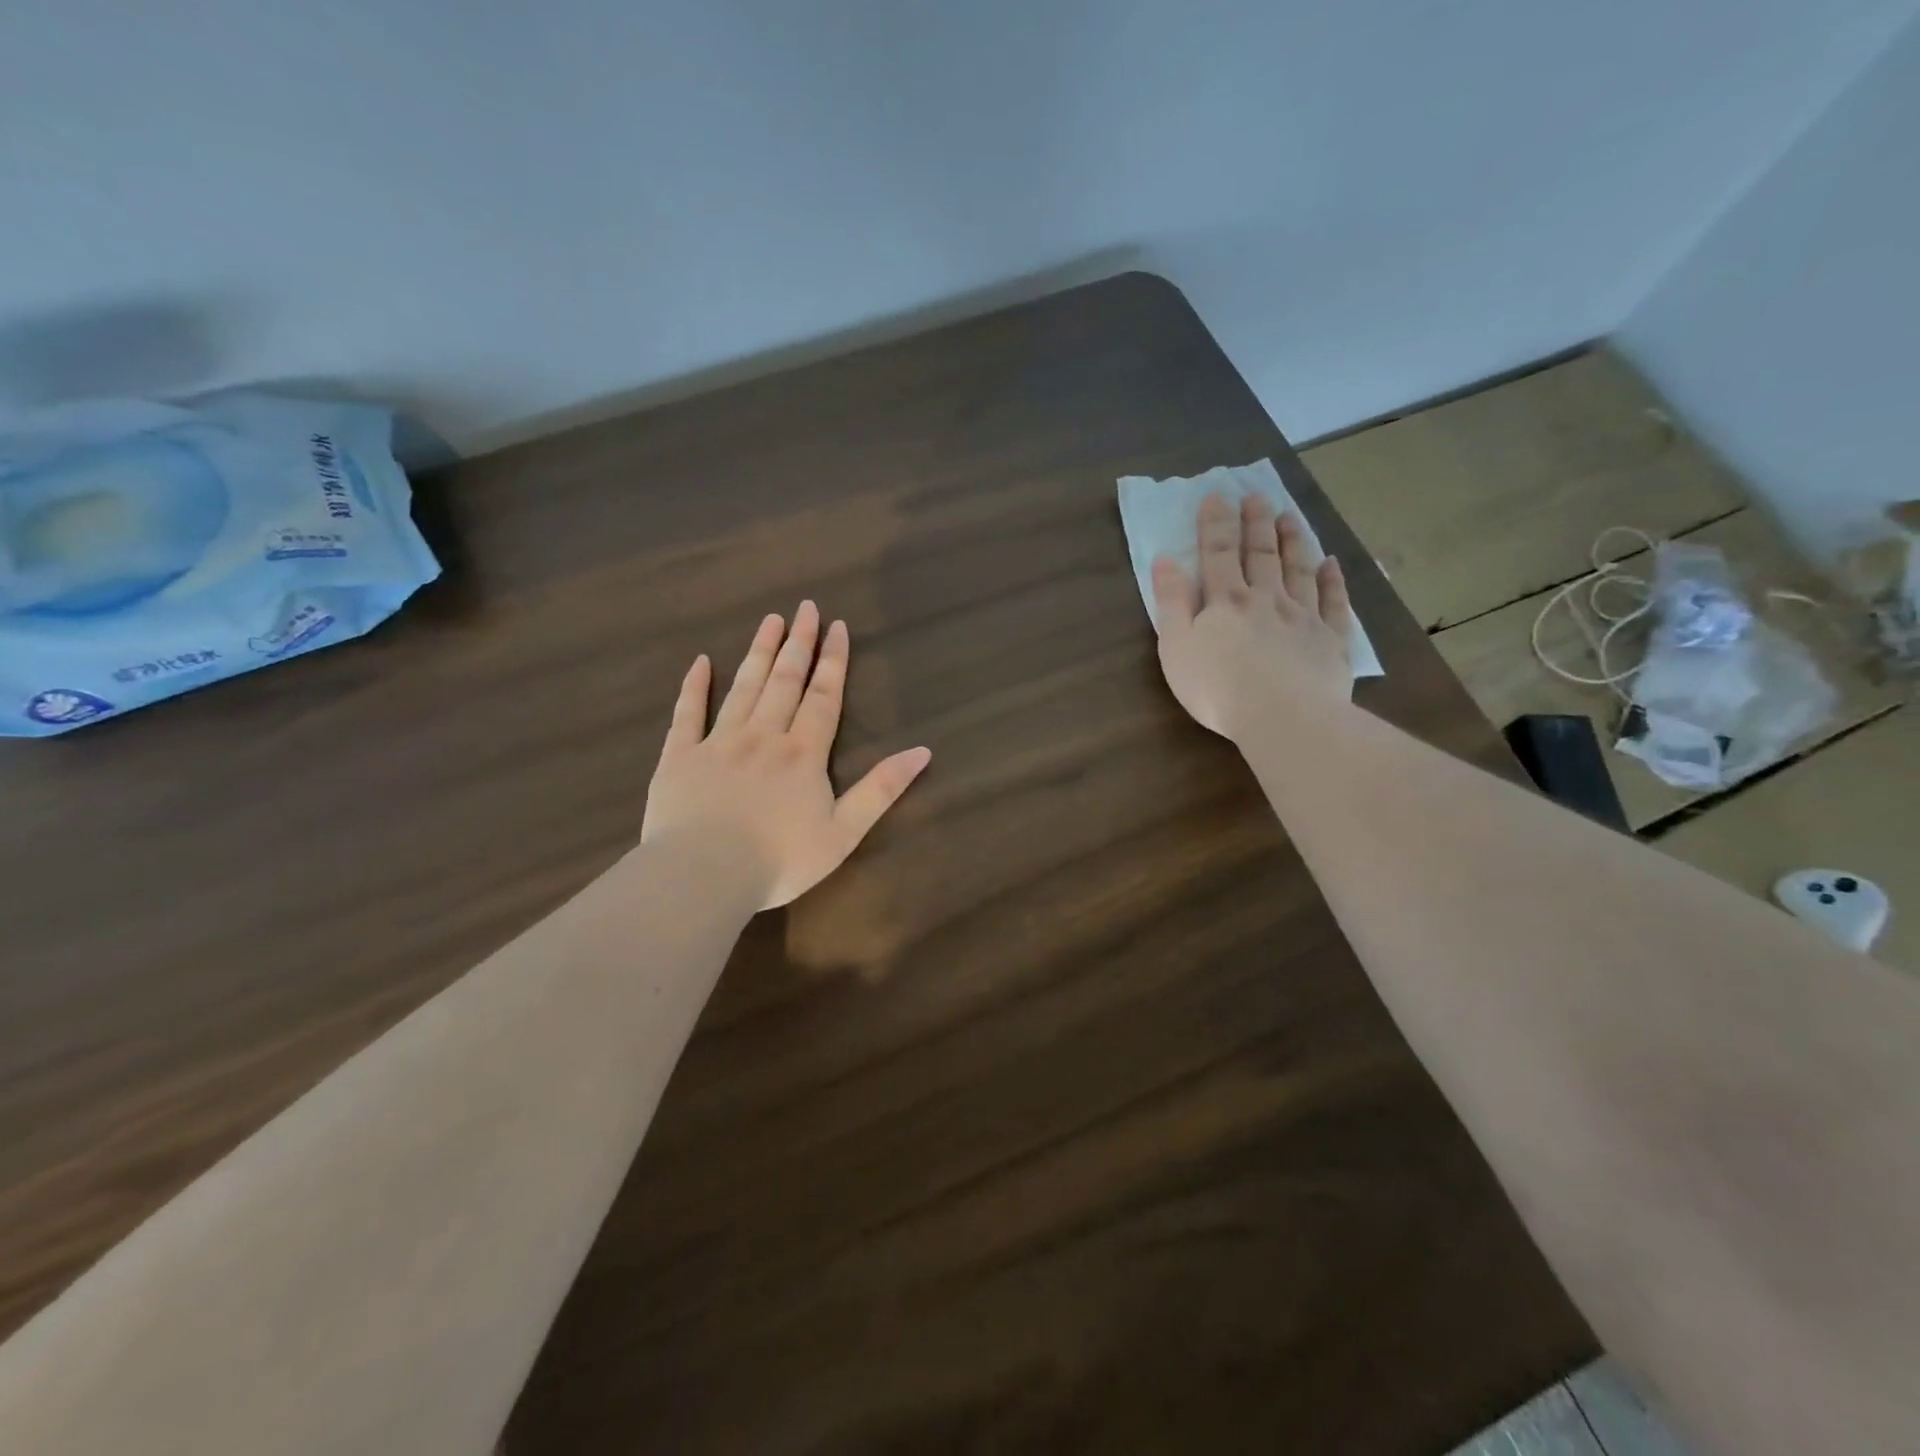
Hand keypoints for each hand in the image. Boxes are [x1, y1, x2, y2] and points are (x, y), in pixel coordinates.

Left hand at [641, 603, 931, 909]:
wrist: (703, 875)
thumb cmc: (779, 860)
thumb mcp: (844, 832)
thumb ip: (881, 789)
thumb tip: (922, 751)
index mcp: (803, 753)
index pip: (823, 697)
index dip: (833, 661)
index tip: (837, 626)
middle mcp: (763, 736)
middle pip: (785, 681)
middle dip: (798, 643)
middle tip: (805, 608)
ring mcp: (718, 743)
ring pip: (743, 688)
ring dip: (759, 652)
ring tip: (770, 620)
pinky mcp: (679, 757)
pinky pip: (687, 713)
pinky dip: (694, 686)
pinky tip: (700, 662)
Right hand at [1152, 493, 1354, 740]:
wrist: (1282, 717)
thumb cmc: (1217, 687)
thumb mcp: (1176, 647)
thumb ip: (1171, 603)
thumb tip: (1165, 561)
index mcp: (1225, 602)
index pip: (1217, 554)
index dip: (1214, 524)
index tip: (1216, 495)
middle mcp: (1266, 599)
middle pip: (1261, 555)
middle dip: (1256, 524)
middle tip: (1257, 496)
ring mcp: (1303, 618)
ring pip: (1299, 571)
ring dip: (1293, 542)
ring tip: (1290, 517)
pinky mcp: (1332, 641)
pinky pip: (1334, 603)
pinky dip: (1334, 581)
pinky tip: (1333, 564)